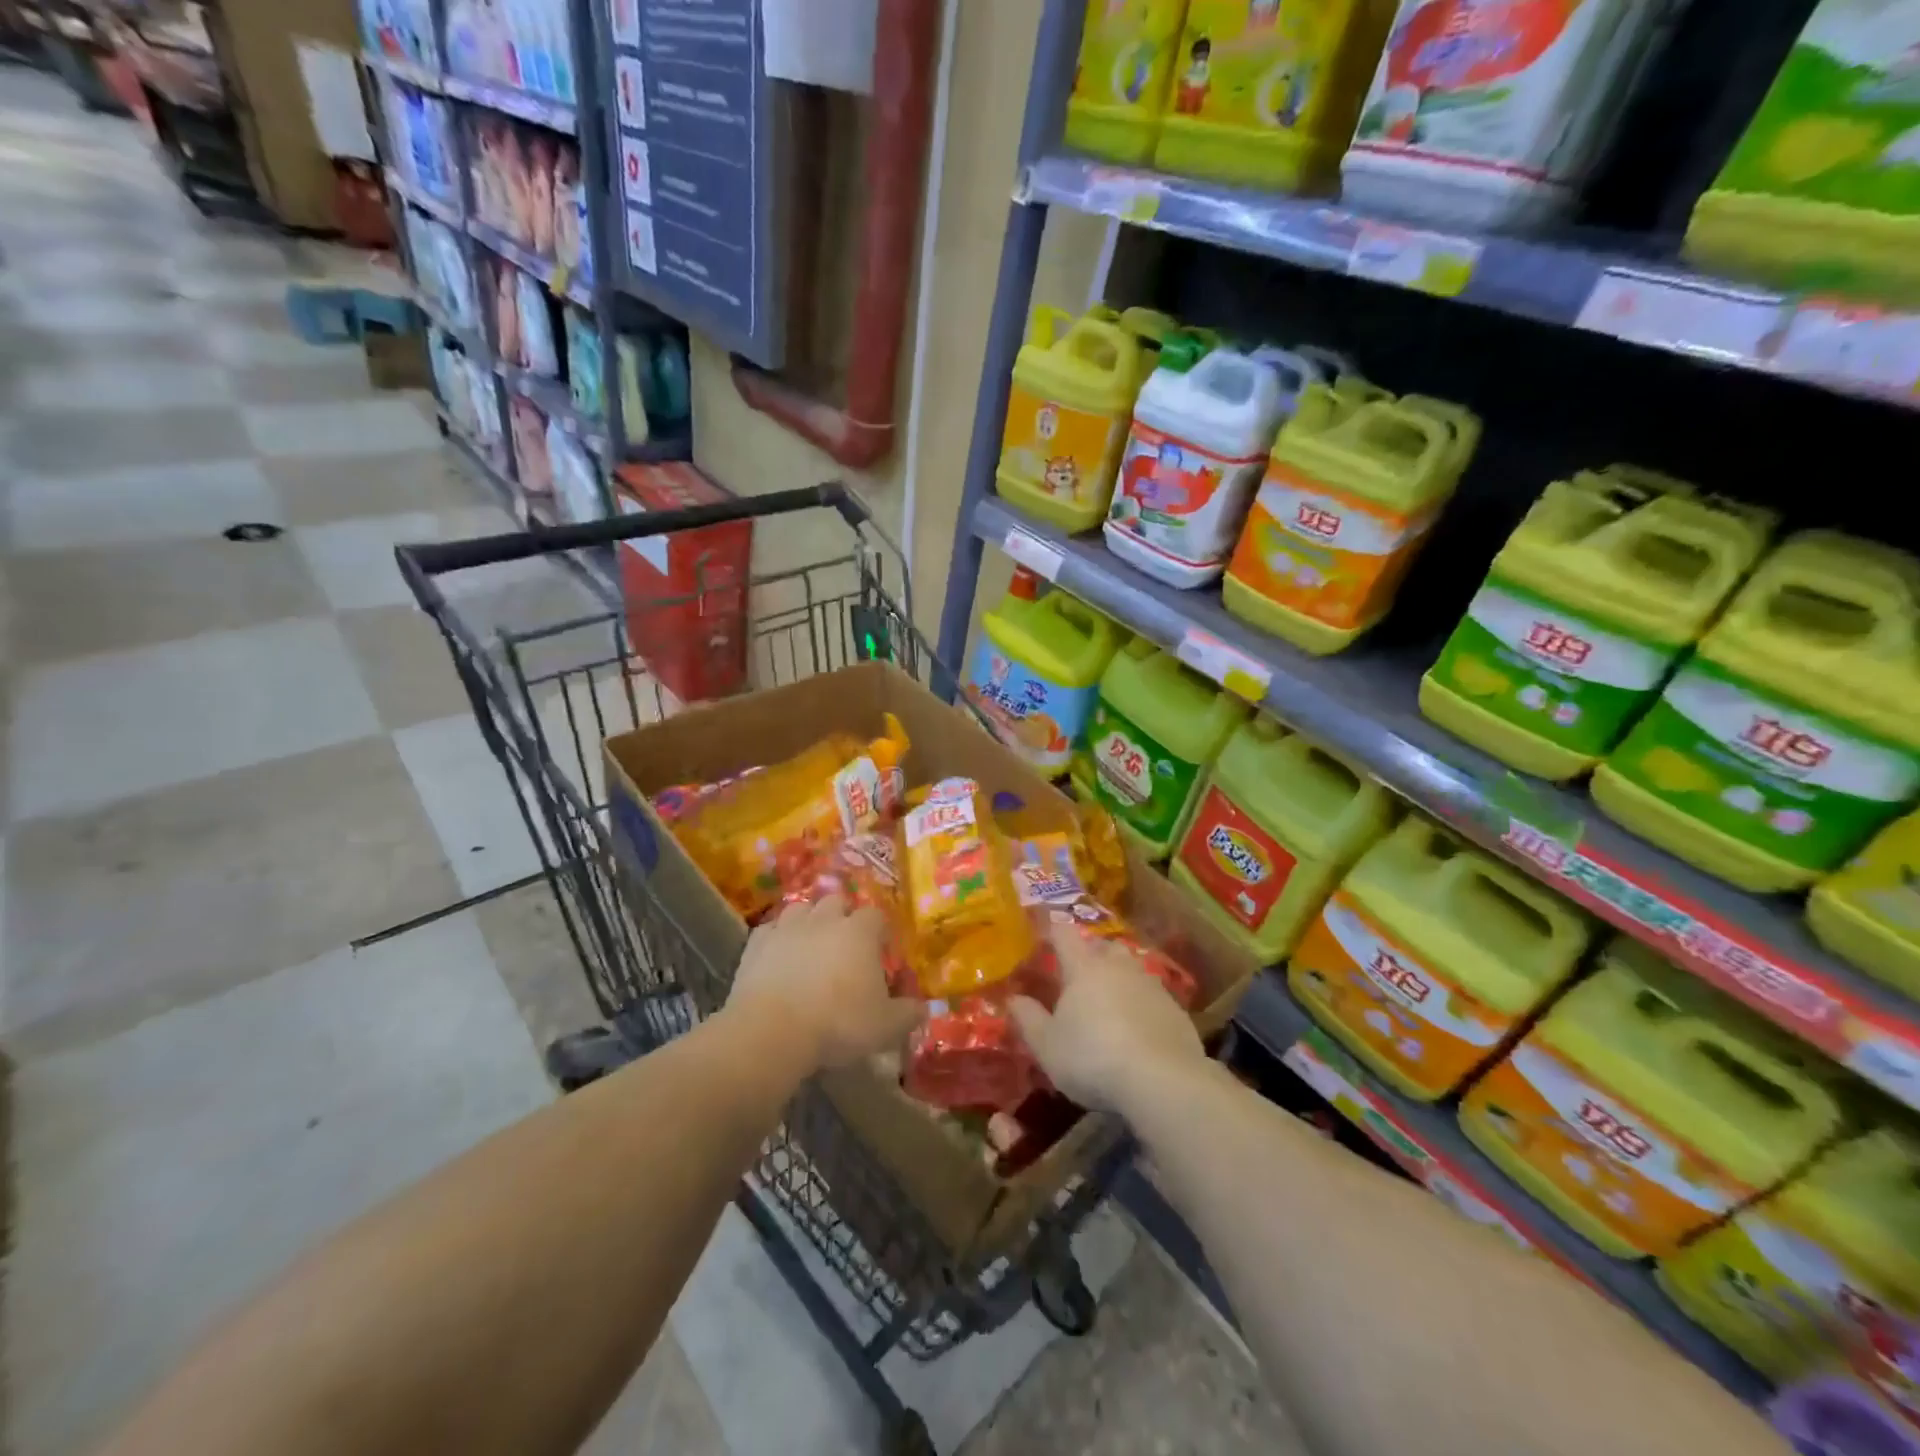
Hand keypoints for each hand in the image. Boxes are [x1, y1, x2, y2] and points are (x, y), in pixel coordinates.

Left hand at [726, 895, 920, 1071]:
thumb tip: (923, 1008)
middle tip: (844, 946)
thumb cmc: (838, 1023)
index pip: (875, 915)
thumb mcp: (885, 1026)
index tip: (880, 951)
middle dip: (842, 917)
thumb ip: (908, 1014)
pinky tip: (778, 956)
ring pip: (801, 909)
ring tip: (810, 946)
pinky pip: (770, 929)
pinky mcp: (756, 943)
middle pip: (837, 902)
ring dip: (808, 922)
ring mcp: (787, 927)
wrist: (772, 1031)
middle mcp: (824, 919)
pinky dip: (777, 938)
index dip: (879, 930)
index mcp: (859, 932)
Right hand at [1010, 925, 1204, 1114]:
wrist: (1162, 1081)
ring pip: (1130, 969)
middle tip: (1076, 973)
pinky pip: (1151, 996)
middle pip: (1102, 946)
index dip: (1052, 932)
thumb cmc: (1092, 1058)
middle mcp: (1118, 966)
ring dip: (1118, 977)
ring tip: (1107, 1001)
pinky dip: (1140, 1004)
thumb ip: (1028, 1019)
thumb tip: (1013, 998)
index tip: (1043, 938)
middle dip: (1089, 953)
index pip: (1064, 934)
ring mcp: (1151, 985)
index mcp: (1083, 967)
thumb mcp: (1047, 1046)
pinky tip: (1137, 1029)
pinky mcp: (1176, 1009)